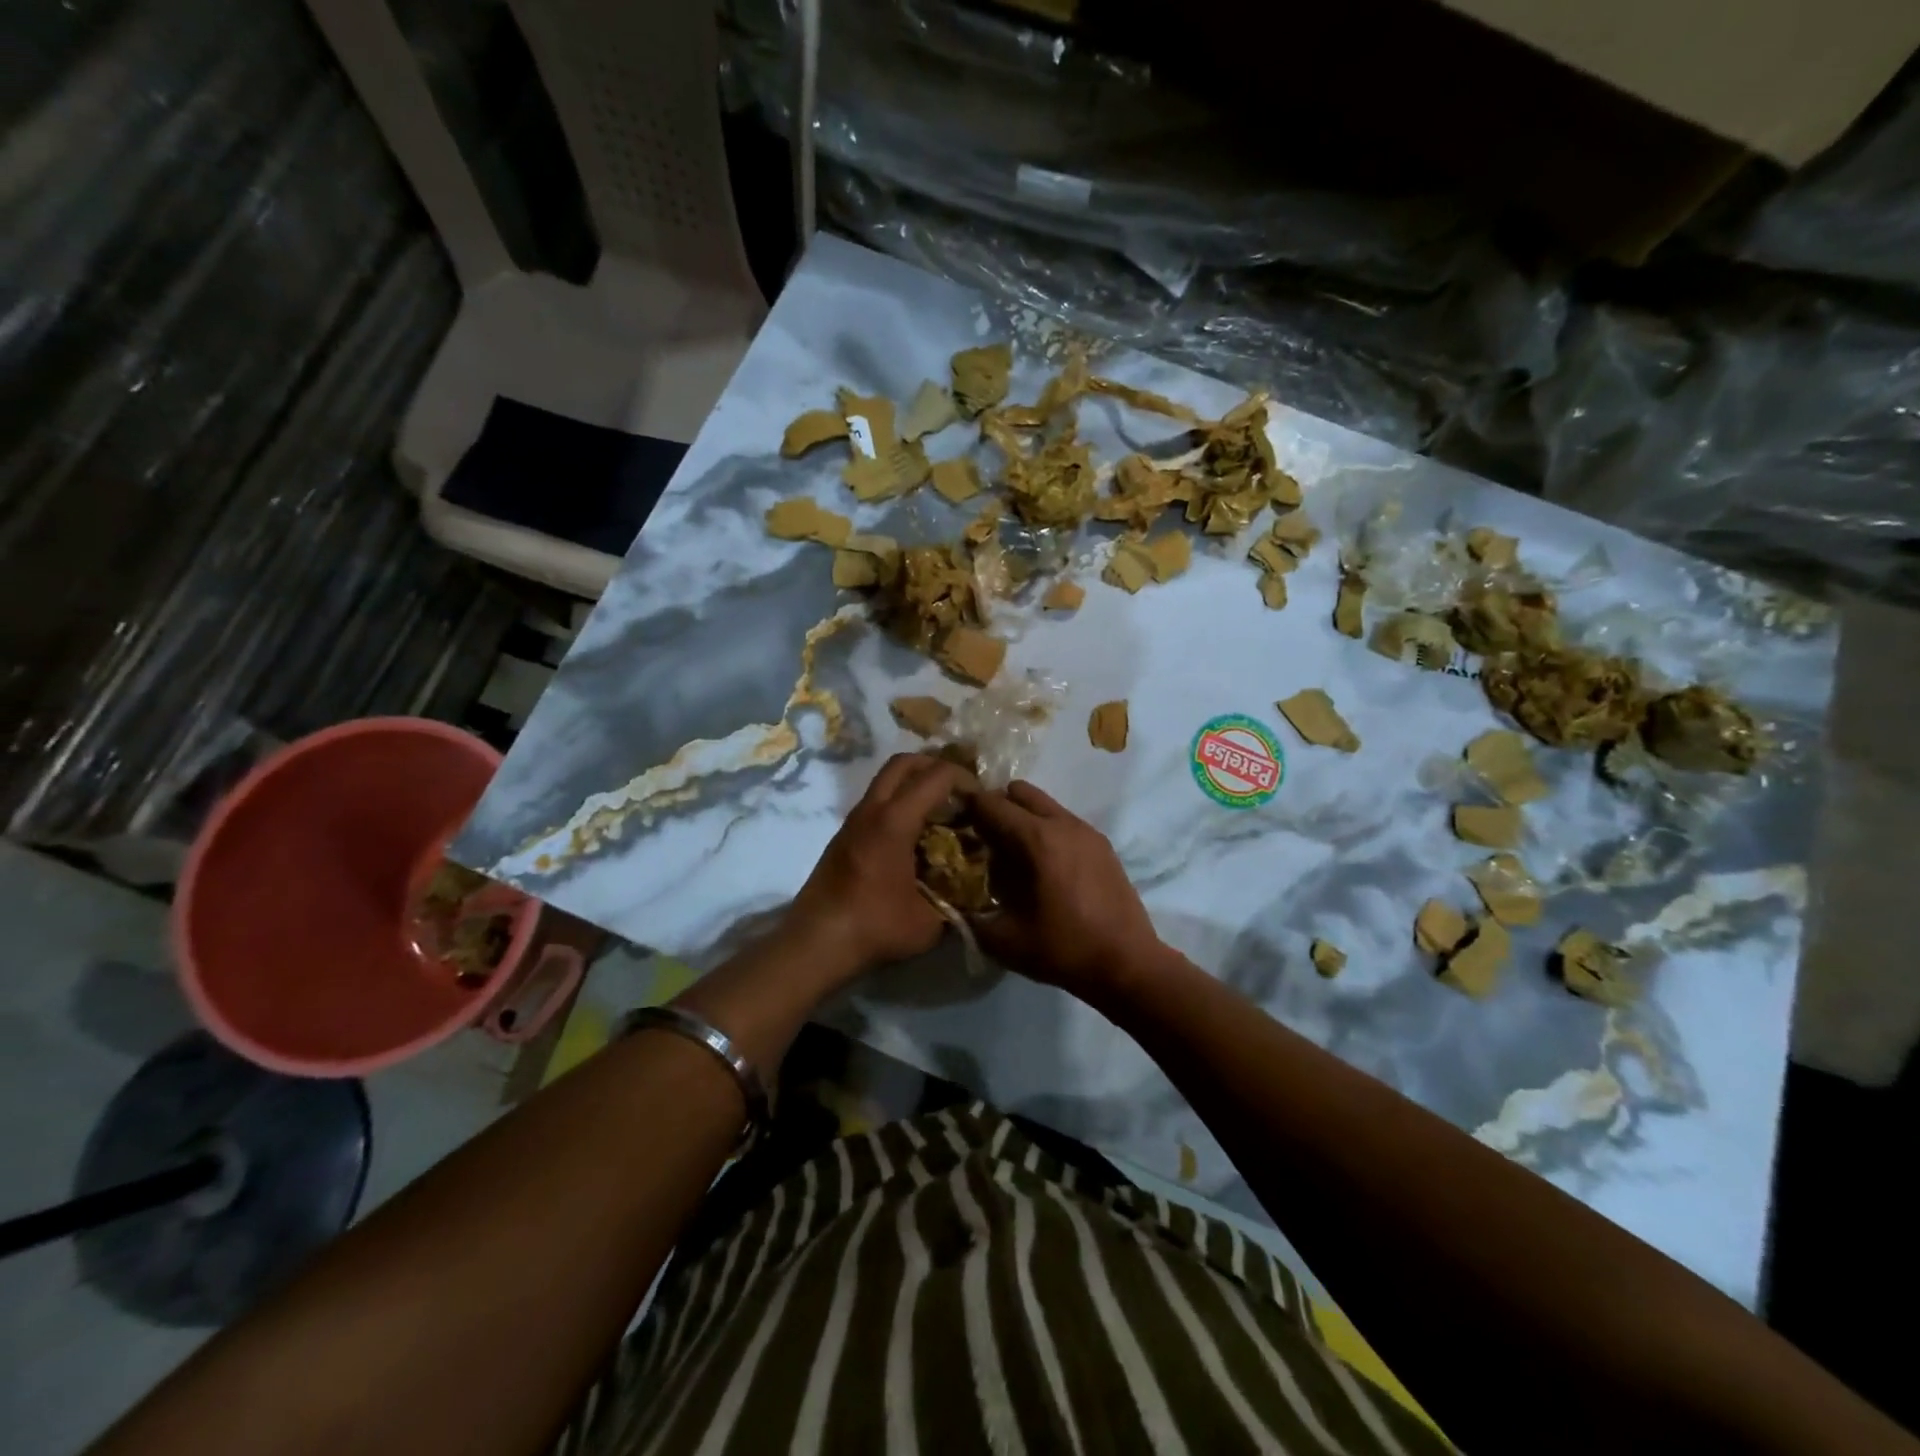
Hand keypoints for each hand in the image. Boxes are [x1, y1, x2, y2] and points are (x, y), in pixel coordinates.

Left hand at [784, 753, 975, 976]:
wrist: (815, 944)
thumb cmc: (874, 927)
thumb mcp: (930, 922)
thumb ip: (956, 901)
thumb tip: (974, 894)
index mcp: (894, 821)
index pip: (936, 775)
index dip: (964, 778)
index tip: (981, 799)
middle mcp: (871, 810)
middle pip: (903, 763)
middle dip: (934, 766)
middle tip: (958, 791)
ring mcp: (853, 821)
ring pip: (885, 781)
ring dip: (914, 785)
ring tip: (940, 813)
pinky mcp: (844, 837)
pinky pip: (876, 803)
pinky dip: (899, 804)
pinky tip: (915, 837)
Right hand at [966, 780, 1164, 999]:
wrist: (1127, 964)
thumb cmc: (1063, 950)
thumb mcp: (1003, 939)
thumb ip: (970, 914)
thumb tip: (953, 899)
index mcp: (1037, 839)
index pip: (991, 804)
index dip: (966, 807)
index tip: (951, 821)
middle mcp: (1062, 824)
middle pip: (1019, 792)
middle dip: (996, 806)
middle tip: (982, 836)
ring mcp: (1087, 831)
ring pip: (1044, 805)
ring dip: (1023, 818)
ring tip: (1012, 853)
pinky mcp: (1102, 845)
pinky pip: (1064, 821)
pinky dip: (1046, 830)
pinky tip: (1042, 866)